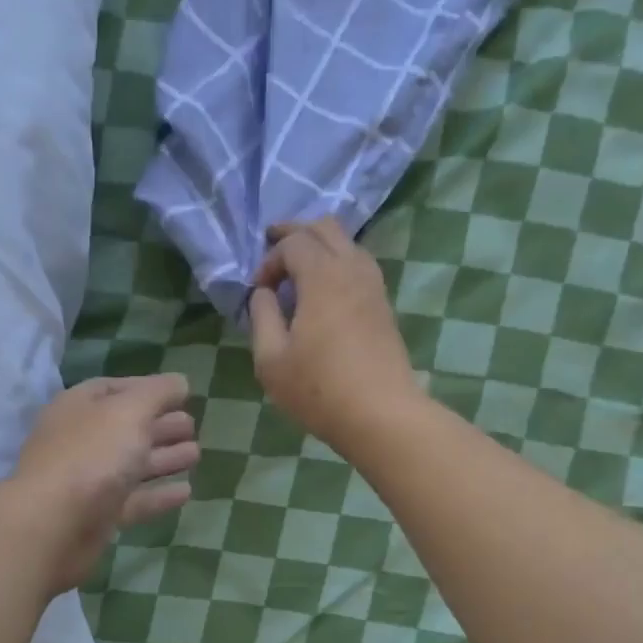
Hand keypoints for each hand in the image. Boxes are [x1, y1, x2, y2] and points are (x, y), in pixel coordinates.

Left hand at [12, 373, 198, 593]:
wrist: (53, 526)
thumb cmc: (92, 456)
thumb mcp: (129, 411)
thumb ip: (157, 393)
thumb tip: (180, 382)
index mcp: (79, 407)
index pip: (114, 389)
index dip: (146, 388)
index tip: (180, 393)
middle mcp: (80, 440)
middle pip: (124, 427)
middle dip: (159, 425)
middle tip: (192, 426)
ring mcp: (87, 480)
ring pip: (131, 464)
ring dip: (163, 458)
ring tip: (196, 454)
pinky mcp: (97, 516)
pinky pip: (133, 500)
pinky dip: (158, 495)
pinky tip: (186, 492)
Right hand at [248, 219, 419, 455]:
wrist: (381, 415)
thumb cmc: (318, 389)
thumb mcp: (271, 359)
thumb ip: (262, 317)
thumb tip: (264, 293)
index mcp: (322, 276)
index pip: (293, 243)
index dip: (269, 260)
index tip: (258, 291)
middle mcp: (352, 270)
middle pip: (326, 227)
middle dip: (295, 232)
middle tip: (272, 246)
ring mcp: (374, 287)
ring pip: (348, 244)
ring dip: (320, 246)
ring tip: (297, 268)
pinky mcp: (384, 306)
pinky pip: (359, 266)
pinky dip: (337, 264)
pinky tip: (323, 290)